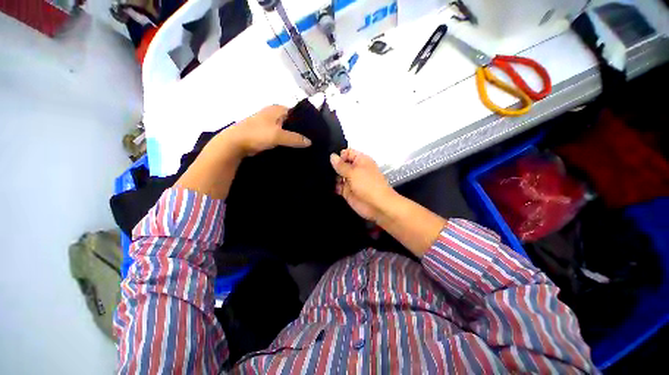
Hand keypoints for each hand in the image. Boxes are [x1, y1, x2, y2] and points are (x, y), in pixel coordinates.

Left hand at [177, 105, 310, 199]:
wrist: (235, 143)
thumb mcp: (278, 136)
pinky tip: (294, 147)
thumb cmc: (256, 134)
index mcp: (277, 109)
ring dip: (293, 136)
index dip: (306, 121)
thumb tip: (310, 142)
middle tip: (312, 139)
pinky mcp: (266, 133)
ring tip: (305, 144)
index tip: (315, 131)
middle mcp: (274, 114)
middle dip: (301, 130)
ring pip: (286, 129)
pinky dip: (287, 140)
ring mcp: (269, 123)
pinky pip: (281, 135)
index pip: (297, 113)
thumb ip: (295, 138)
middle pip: (292, 121)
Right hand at [330, 149, 396, 220]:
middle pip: (341, 164)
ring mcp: (351, 181)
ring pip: (338, 175)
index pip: (347, 152)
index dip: (339, 155)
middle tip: (325, 168)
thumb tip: (332, 156)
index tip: (330, 160)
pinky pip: (338, 186)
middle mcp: (356, 169)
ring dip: (333, 177)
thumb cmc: (369, 186)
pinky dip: (333, 186)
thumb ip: (341, 165)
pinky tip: (329, 186)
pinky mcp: (348, 191)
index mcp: (361, 160)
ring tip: (326, 178)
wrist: (377, 206)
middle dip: (333, 166)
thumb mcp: (353, 172)